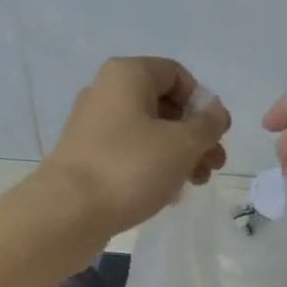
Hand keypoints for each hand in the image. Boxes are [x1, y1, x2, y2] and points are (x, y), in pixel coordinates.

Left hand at [40, 57, 230, 236]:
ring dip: (178, 156)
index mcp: (128, 75)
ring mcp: (93, 127)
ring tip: (196, 183)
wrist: (69, 212)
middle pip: (163, 106)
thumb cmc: (130, 168)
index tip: (216, 135)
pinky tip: (168, 194)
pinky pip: (129, 155)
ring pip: (148, 134)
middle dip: (194, 136)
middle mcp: (106, 93)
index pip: (177, 75)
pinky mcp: (87, 158)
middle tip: (213, 166)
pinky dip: (152, 169)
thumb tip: (216, 111)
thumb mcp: (182, 144)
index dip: (203, 103)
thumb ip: (207, 125)